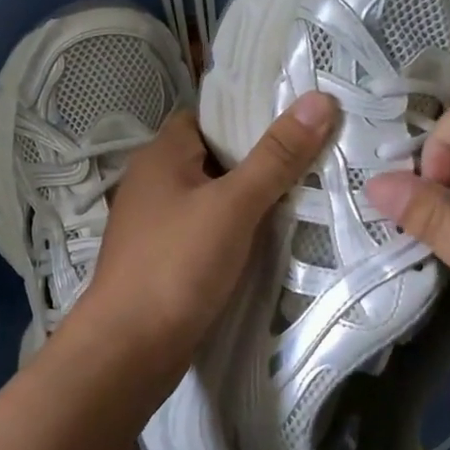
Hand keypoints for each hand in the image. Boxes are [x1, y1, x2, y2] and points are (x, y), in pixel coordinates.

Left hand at [74, 92, 340, 392]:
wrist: (129, 350)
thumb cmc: (177, 264)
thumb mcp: (233, 204)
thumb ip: (276, 156)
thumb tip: (320, 100)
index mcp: (161, 155)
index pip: (208, 117)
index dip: (249, 115)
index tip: (296, 118)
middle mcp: (154, 183)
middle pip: (214, 157)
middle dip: (259, 158)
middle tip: (313, 156)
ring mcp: (157, 224)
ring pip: (213, 198)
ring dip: (250, 198)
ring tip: (305, 193)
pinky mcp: (166, 260)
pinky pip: (208, 231)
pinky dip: (236, 230)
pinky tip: (270, 238)